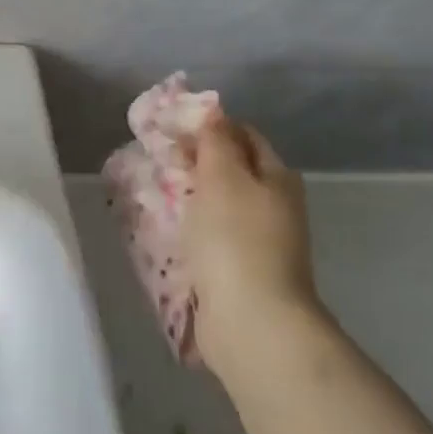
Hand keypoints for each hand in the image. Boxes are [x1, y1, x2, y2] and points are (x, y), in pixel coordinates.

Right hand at [183, 112, 317, 376]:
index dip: (209, 126)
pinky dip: (193, 229)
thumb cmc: (235, 238)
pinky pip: (214, 237)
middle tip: (157, 160)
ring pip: (221, 204)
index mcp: (276, 177)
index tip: (171, 129)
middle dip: (196, 162)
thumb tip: (213, 112)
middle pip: (233, 170)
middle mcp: (275, 205)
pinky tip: (169, 232)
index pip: (244, 135)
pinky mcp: (243, 271)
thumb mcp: (223, 176)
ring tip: (155, 194)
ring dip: (191, 197)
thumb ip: (215, 141)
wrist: (252, 321)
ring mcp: (262, 241)